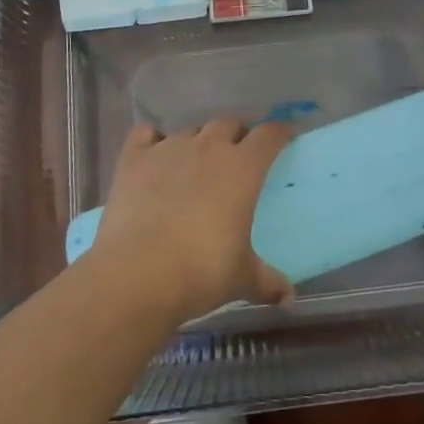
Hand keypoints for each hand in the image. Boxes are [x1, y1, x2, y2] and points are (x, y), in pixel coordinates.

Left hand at [88, 117, 294, 323]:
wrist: (137, 274)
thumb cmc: (201, 272)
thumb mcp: (242, 278)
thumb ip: (267, 282)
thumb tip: (289, 299)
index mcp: (242, 169)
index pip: (269, 135)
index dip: (280, 131)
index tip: (285, 134)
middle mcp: (208, 148)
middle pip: (229, 124)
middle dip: (237, 134)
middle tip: (239, 154)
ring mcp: (168, 148)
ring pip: (190, 130)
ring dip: (198, 141)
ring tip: (196, 162)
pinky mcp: (134, 158)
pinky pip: (146, 133)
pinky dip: (152, 139)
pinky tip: (154, 155)